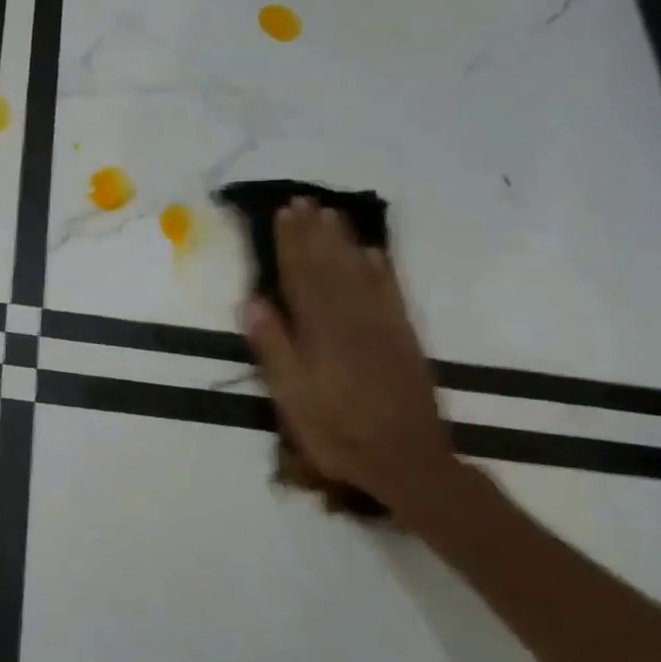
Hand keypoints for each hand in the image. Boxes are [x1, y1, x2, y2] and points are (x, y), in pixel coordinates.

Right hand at [244, 200, 460, 515]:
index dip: (291, 244)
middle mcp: (352, 318)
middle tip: (304, 201)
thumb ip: (274, 348)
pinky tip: (374, 253)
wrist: (406, 461)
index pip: (301, 277)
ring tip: (332, 214)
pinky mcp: (403, 338)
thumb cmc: (338, 433)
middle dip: (315, 232)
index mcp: (321, 332)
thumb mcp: (293, 398)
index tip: (283, 214)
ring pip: (360, 272)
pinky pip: (391, 293)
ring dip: (344, 241)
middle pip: (330, 266)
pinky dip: (381, 269)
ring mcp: (382, 326)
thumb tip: (254, 302)